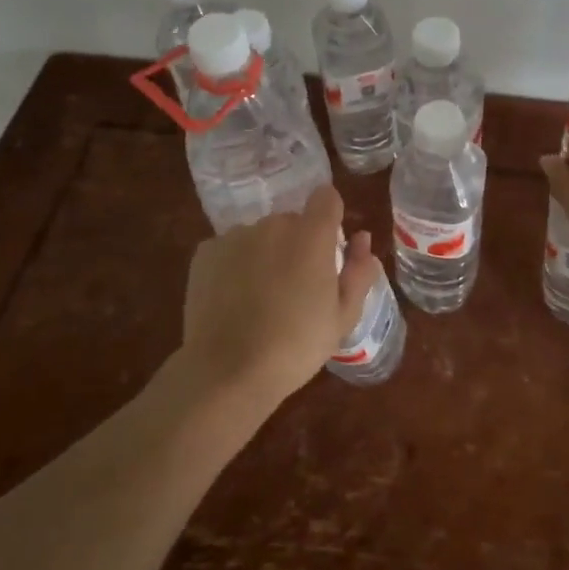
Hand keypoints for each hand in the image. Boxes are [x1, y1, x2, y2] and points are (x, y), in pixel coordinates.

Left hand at [170, 185, 380, 414]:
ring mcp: (235, 236)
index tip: (329, 249)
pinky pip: (230, 250)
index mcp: (312, 235)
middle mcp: (272, 225)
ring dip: (265, 255)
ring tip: (260, 300)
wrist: (228, 372)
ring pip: (259, 236)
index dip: (331, 218)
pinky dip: (235, 267)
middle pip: (292, 221)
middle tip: (296, 289)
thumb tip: (362, 239)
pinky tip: (233, 301)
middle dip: (298, 245)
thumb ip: (358, 271)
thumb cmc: (296, 346)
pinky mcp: (205, 253)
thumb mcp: (343, 316)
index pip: (326, 197)